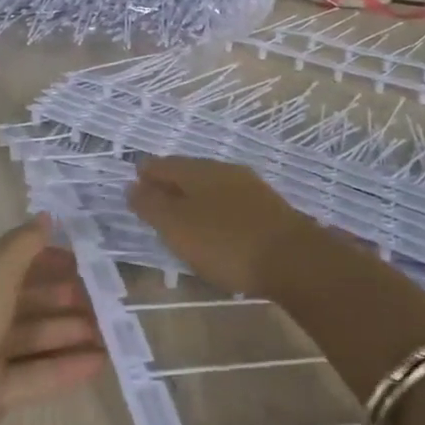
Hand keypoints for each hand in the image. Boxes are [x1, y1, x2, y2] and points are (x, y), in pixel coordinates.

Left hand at [0, 218, 106, 424]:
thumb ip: (23, 245)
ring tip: (111, 332)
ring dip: (69, 332)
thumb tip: (46, 217)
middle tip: (106, 299)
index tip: (86, 262)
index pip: (14, 261)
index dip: (48, 259)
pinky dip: (64, 368)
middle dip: (64, 298)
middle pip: (26, 300)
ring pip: (32, 338)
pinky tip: (99, 364)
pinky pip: (34, 374)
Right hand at [127, 157, 314, 299]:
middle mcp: (224, 170)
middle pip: (188, 171)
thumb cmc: (226, 243)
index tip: (134, 182)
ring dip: (193, 196)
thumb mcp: (178, 227)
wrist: (294, 259)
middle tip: (154, 199)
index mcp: (198, 170)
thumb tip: (131, 185)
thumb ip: (152, 205)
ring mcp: (250, 187)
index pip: (163, 164)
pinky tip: (216, 225)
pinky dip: (215, 208)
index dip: (146, 173)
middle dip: (170, 182)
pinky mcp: (268, 208)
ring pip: (211, 185)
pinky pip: (230, 201)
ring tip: (182, 214)